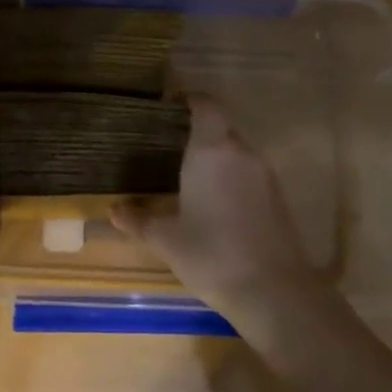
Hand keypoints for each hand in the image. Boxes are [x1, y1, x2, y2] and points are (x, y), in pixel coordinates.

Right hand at [112, 96, 330, 332]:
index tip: (169, 106)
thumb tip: (114, 210)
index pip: (206, 106)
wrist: (273, 291)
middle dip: (197, 132)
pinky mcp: (277, 198)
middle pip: (221, 128)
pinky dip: (230, 178)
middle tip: (168, 146)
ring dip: (215, 157)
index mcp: (211, 151)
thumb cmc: (211, 254)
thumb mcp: (166, 239)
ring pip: (236, 152)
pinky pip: (248, 174)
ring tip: (187, 176)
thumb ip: (139, 219)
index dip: (189, 100)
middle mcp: (241, 153)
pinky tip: (213, 203)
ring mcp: (264, 175)